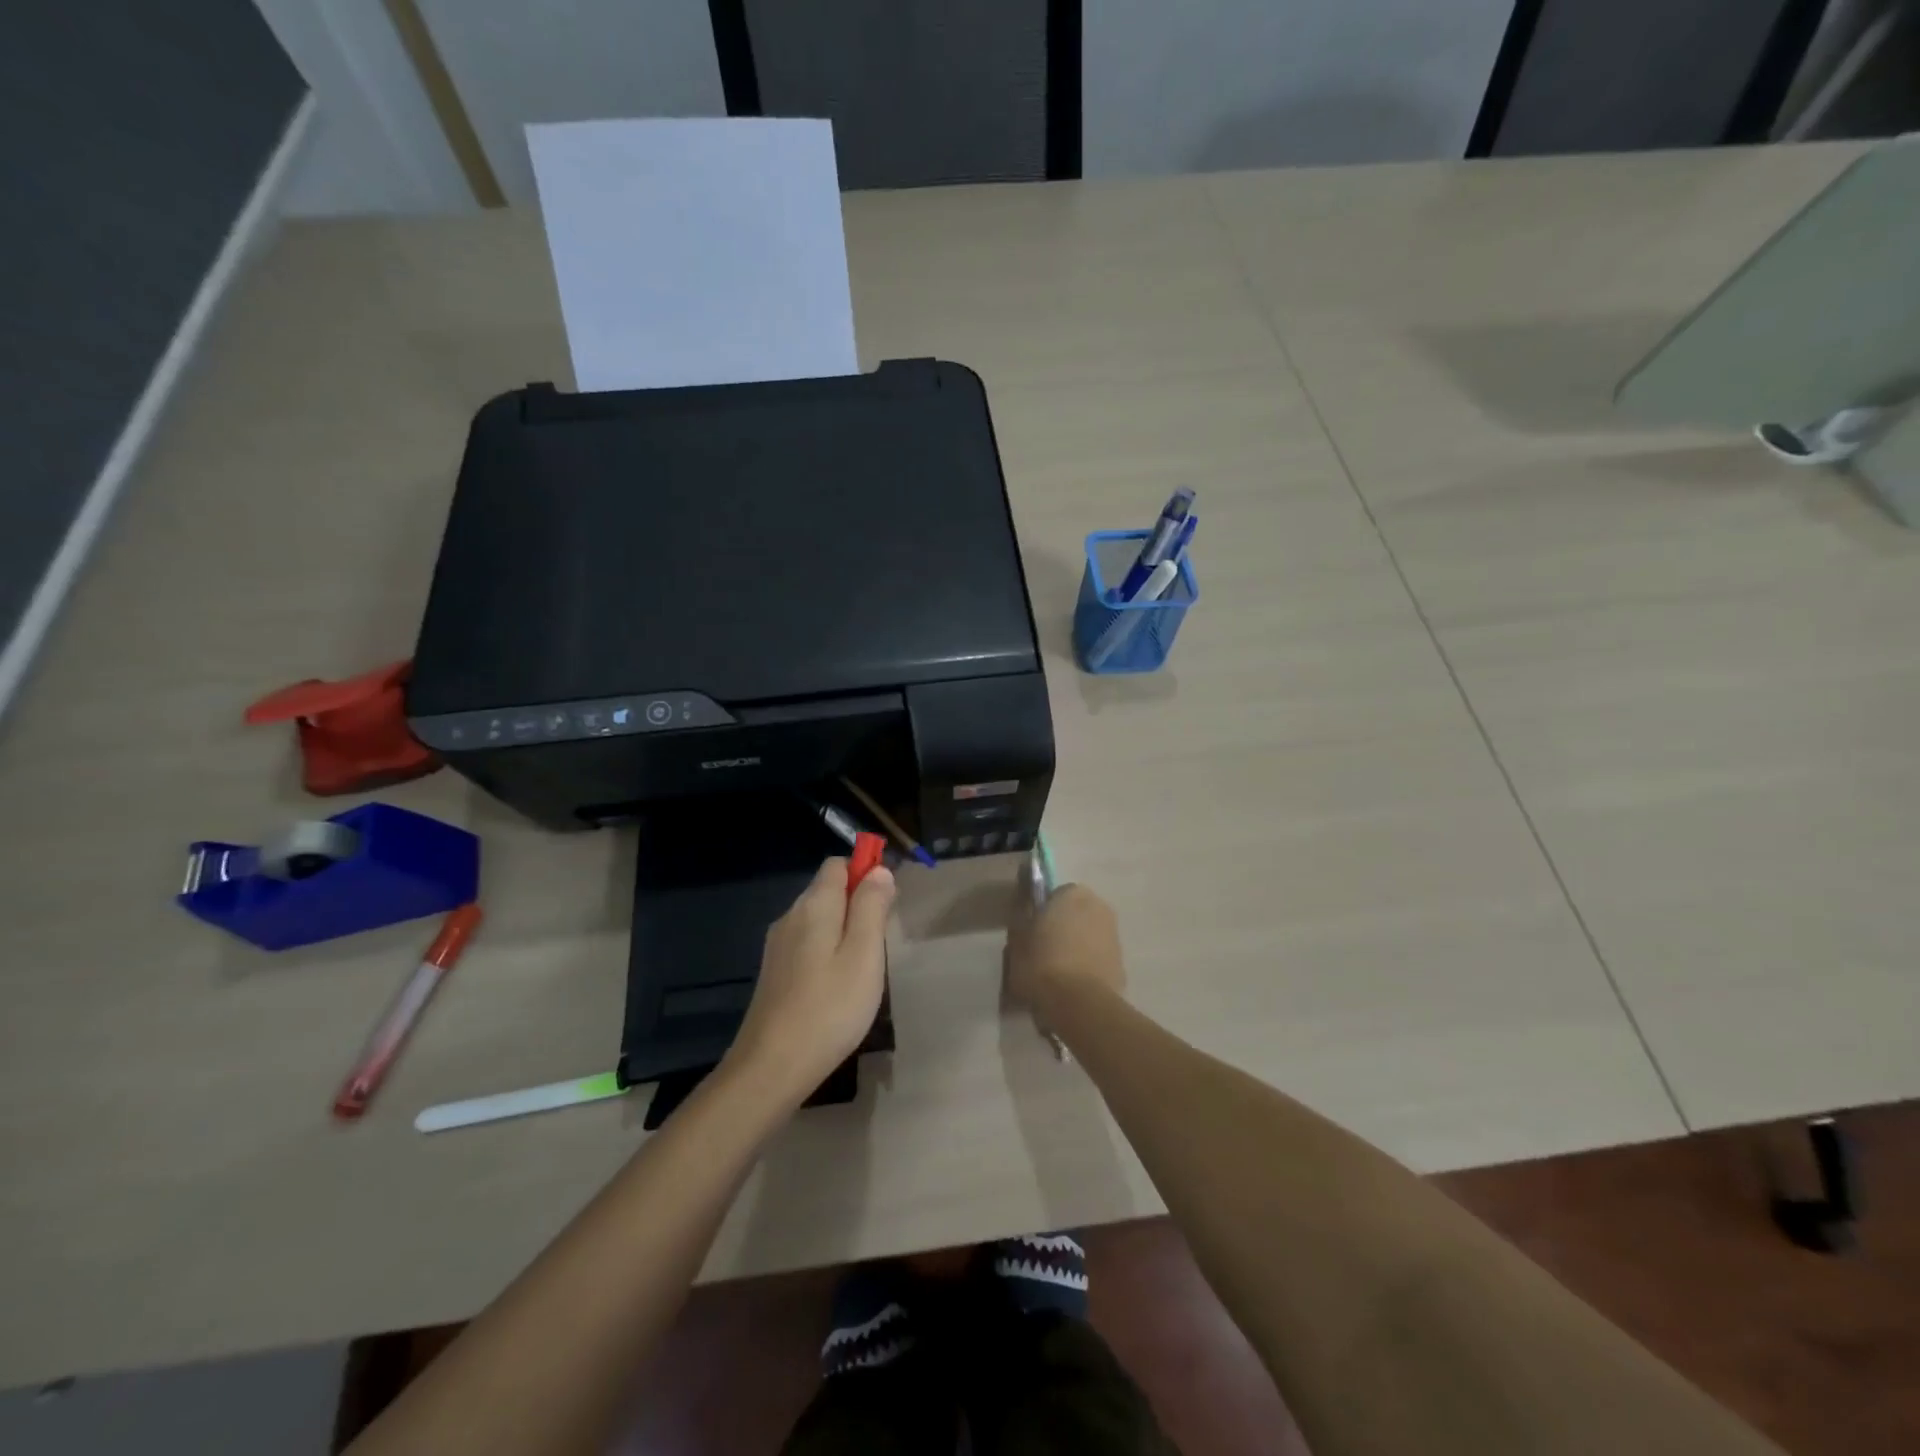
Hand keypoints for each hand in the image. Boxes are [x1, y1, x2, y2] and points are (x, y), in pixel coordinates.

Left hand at [727, 857, 895, 1105]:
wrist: (771, 1067)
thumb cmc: (829, 1008)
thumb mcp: (864, 954)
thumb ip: (872, 907)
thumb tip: (879, 870)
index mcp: (813, 905)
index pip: (837, 865)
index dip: (865, 872)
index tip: (888, 902)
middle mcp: (791, 916)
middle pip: (828, 891)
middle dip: (858, 903)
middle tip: (881, 943)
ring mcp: (778, 945)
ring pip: (819, 919)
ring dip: (845, 930)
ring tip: (864, 968)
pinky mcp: (775, 972)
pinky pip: (808, 943)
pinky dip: (828, 950)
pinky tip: (838, 985)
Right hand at [1005, 883, 1125, 1025]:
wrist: (1079, 1006)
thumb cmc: (1042, 964)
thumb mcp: (1016, 940)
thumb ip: (1021, 920)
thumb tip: (1025, 912)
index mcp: (1073, 894)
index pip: (1054, 895)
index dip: (1042, 913)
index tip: (1031, 932)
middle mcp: (1099, 907)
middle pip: (1075, 915)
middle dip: (1063, 928)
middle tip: (1043, 952)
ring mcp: (1114, 936)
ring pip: (1089, 937)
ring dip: (1077, 948)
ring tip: (1057, 974)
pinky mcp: (1122, 965)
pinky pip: (1098, 960)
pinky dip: (1088, 967)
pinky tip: (1073, 988)